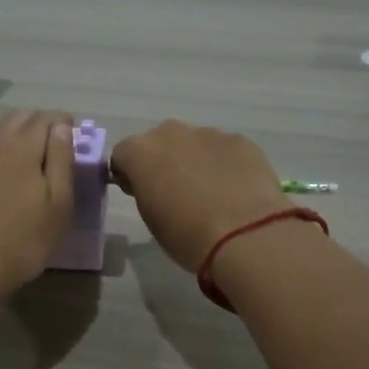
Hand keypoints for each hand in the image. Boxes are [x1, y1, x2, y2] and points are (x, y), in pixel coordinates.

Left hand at [0, 109, 74, 303]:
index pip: (46, 117)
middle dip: (41, 123)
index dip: (65, 122)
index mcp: (21, 146)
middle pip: (19, 117)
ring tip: (33, 158)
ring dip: (18, 133)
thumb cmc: (20, 241)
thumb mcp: (57, 205)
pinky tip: (4, 171)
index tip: (76, 138)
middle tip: (57, 146)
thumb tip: (63, 127)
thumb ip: (61, 160)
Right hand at [109, 120, 291, 272]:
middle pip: (159, 142)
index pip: (122, 154)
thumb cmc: (187, 235)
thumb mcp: (151, 218)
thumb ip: (147, 192)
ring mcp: (209, 133)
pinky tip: (236, 190)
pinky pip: (224, 149)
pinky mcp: (241, 141)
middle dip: (163, 161)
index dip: (129, 174)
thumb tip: (156, 185)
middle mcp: (171, 133)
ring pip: (194, 143)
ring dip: (195, 161)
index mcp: (141, 152)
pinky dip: (225, 164)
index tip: (139, 194)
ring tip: (211, 194)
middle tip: (175, 193)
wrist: (246, 235)